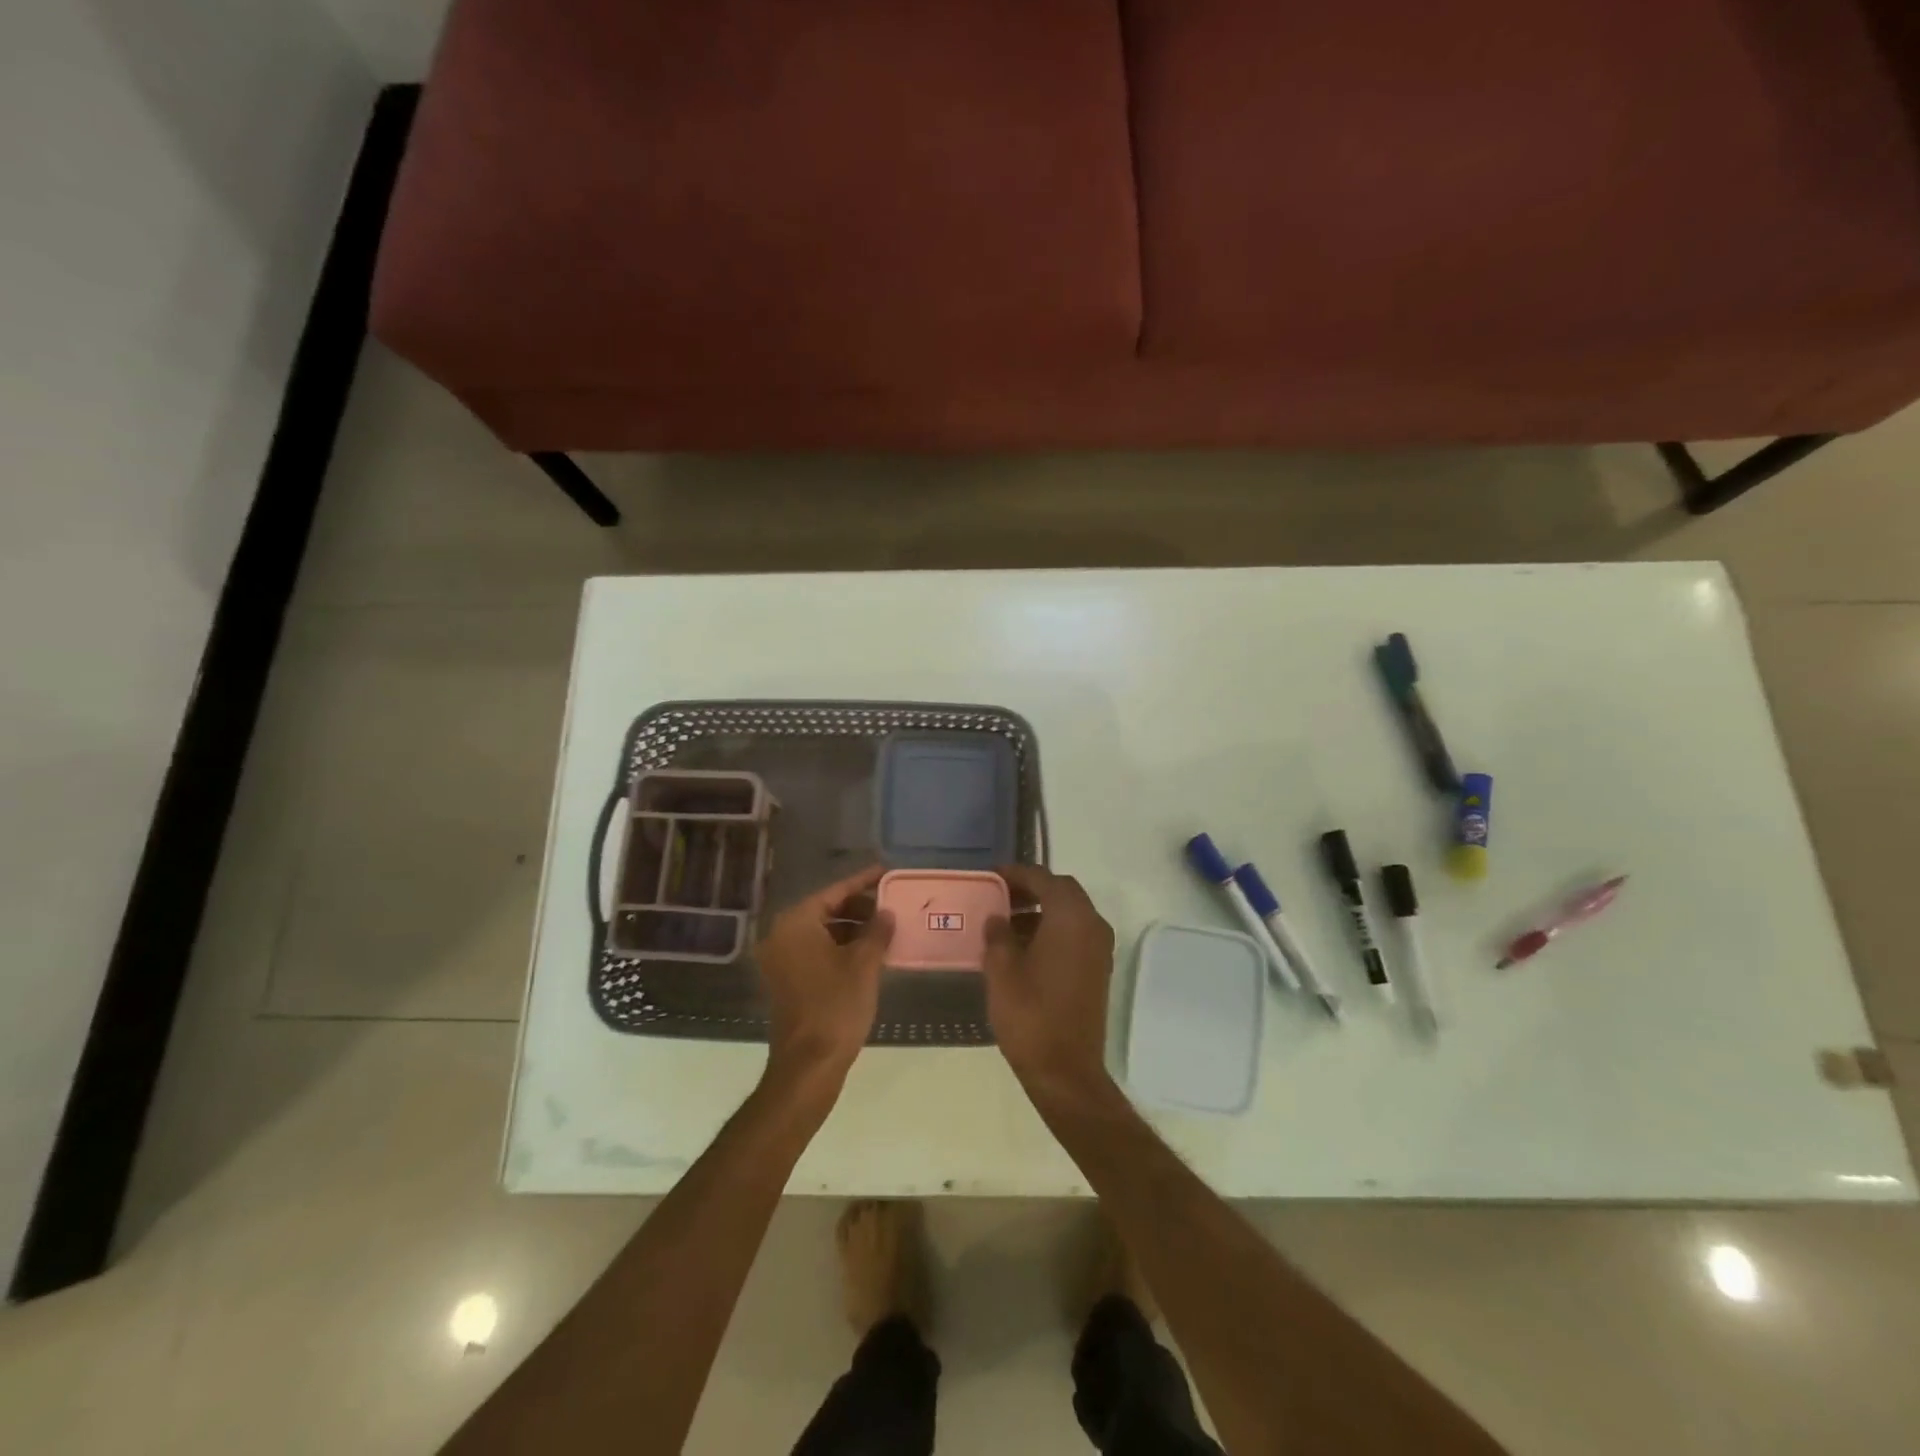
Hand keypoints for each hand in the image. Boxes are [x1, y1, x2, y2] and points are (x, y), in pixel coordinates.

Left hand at [755, 865, 893, 1082]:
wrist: (808, 1065)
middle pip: (826, 910)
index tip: (886, 872)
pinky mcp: (787, 982)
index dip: (862, 881)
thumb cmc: (836, 1007)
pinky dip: (840, 948)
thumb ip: (877, 931)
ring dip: (852, 930)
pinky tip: (869, 955)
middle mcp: (782, 936)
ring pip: (822, 932)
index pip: (834, 892)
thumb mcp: (864, 964)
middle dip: (859, 908)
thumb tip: (886, 913)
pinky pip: (816, 952)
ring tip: (885, 931)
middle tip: (891, 906)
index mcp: (796, 924)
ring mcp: (781, 961)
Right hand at [983, 865, 1116, 1096]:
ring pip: (1070, 912)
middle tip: (999, 896)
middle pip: (1062, 891)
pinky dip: (1052, 929)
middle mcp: (1092, 925)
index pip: (1043, 878)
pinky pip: (1075, 933)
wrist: (1066, 1071)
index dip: (1015, 874)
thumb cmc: (1030, 1014)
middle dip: (1031, 889)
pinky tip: (1024, 948)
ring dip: (1041, 910)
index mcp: (1070, 917)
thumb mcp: (1001, 970)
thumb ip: (997, 934)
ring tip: (1005, 923)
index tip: (990, 877)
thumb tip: (997, 918)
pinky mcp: (1098, 969)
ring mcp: (1100, 948)